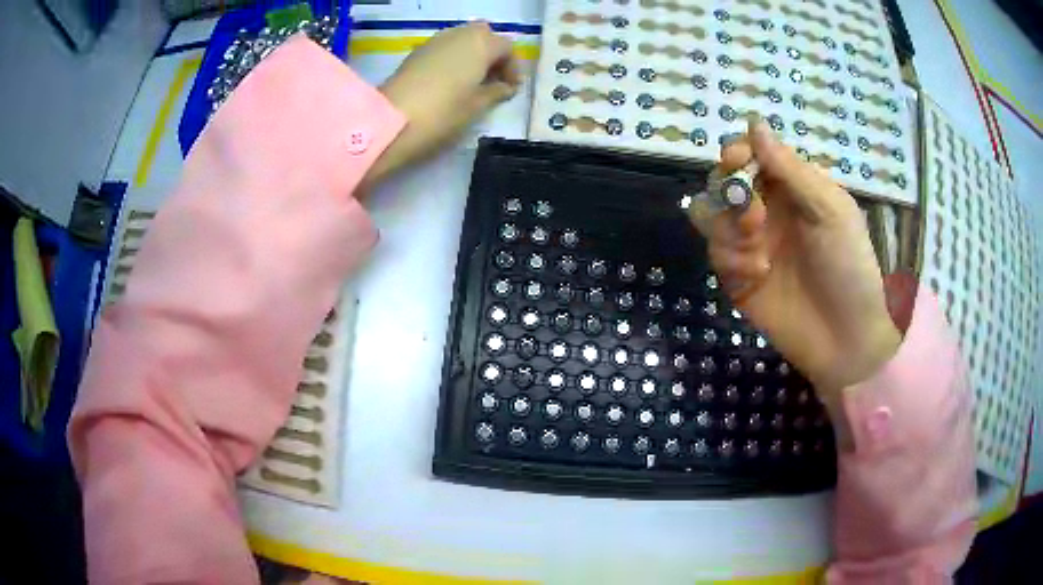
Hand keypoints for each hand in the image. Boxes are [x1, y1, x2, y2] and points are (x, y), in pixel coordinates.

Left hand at [360, 22, 520, 191]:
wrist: (392, 121)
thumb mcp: (476, 106)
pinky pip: (444, 48)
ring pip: (462, 38)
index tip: (511, 88)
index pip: (506, 47)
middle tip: (493, 79)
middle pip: (483, 35)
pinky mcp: (417, 52)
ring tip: (471, 81)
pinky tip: (450, 81)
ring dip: (471, 54)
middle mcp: (459, 34)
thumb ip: (495, 92)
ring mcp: (435, 41)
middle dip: (492, 53)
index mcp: (480, 44)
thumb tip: (505, 87)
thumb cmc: (443, 113)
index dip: (512, 67)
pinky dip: (453, 58)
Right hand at [689, 120, 900, 414]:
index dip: (737, 152)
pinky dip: (732, 262)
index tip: (738, 161)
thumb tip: (754, 123)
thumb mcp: (830, 210)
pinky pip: (714, 254)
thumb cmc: (848, 267)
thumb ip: (791, 169)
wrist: (844, 338)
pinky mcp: (737, 277)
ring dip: (727, 229)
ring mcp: (749, 244)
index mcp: (791, 188)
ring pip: (709, 215)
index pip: (749, 154)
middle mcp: (766, 210)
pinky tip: (758, 277)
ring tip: (758, 254)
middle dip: (730, 194)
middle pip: (722, 181)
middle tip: (755, 219)